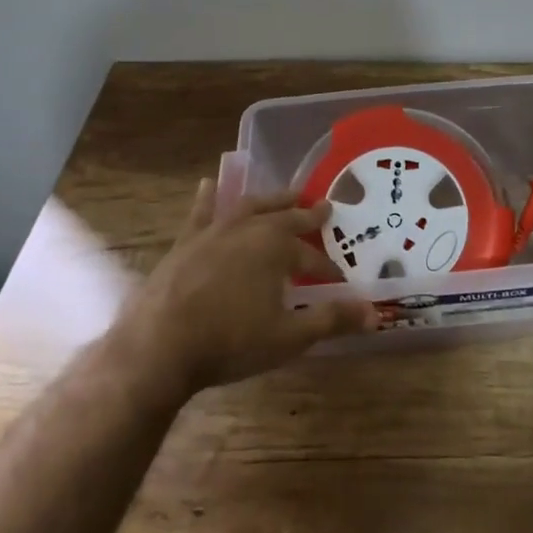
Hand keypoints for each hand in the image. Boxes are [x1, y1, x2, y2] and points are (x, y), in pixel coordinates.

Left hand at [125, 181, 377, 396]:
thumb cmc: (230, 341)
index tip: (339, 281)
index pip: (312, 258)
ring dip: (271, 200)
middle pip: (285, 218)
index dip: (328, 270)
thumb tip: (374, 313)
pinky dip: (209, 198)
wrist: (158, 347)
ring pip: (250, 207)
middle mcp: (249, 229)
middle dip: (306, 215)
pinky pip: (202, 213)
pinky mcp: (185, 243)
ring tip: (285, 195)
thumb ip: (331, 320)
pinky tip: (210, 185)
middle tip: (323, 207)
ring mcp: (214, 232)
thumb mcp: (289, 337)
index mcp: (277, 248)